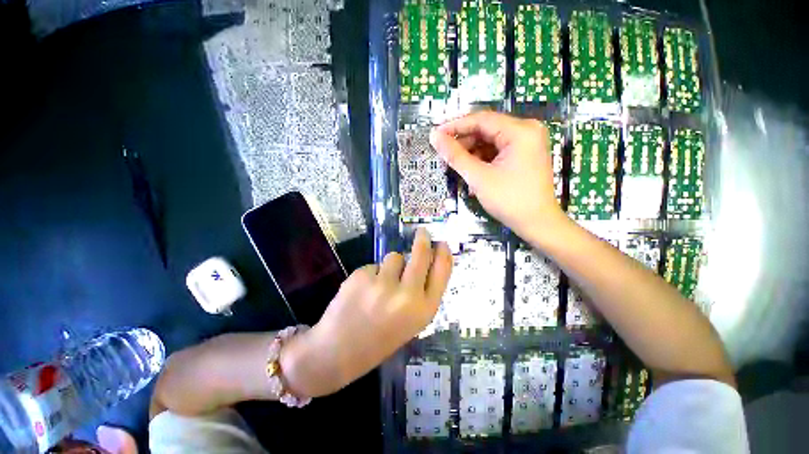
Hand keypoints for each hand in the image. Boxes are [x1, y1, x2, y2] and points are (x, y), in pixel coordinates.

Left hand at [281, 228, 451, 396]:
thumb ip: (421, 294)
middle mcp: (407, 295)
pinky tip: (361, 292)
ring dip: (390, 266)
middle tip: (422, 232)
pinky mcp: (362, 276)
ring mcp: (383, 284)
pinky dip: (371, 274)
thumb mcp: (411, 322)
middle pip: (421, 255)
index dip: (444, 255)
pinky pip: (374, 265)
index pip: (442, 272)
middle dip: (423, 240)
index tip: (443, 243)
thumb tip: (427, 261)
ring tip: (378, 287)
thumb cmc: (379, 339)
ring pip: (394, 257)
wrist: (338, 352)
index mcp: (423, 310)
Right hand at [429, 111, 565, 237]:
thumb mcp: (479, 177)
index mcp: (520, 131)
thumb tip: (434, 136)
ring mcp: (527, 143)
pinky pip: (497, 150)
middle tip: (444, 154)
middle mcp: (526, 131)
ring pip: (490, 141)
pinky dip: (483, 159)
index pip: (481, 119)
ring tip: (456, 166)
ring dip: (472, 152)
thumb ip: (455, 155)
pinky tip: (472, 171)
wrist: (537, 223)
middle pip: (486, 129)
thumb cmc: (509, 200)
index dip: (455, 126)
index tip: (436, 134)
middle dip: (464, 142)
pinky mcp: (524, 154)